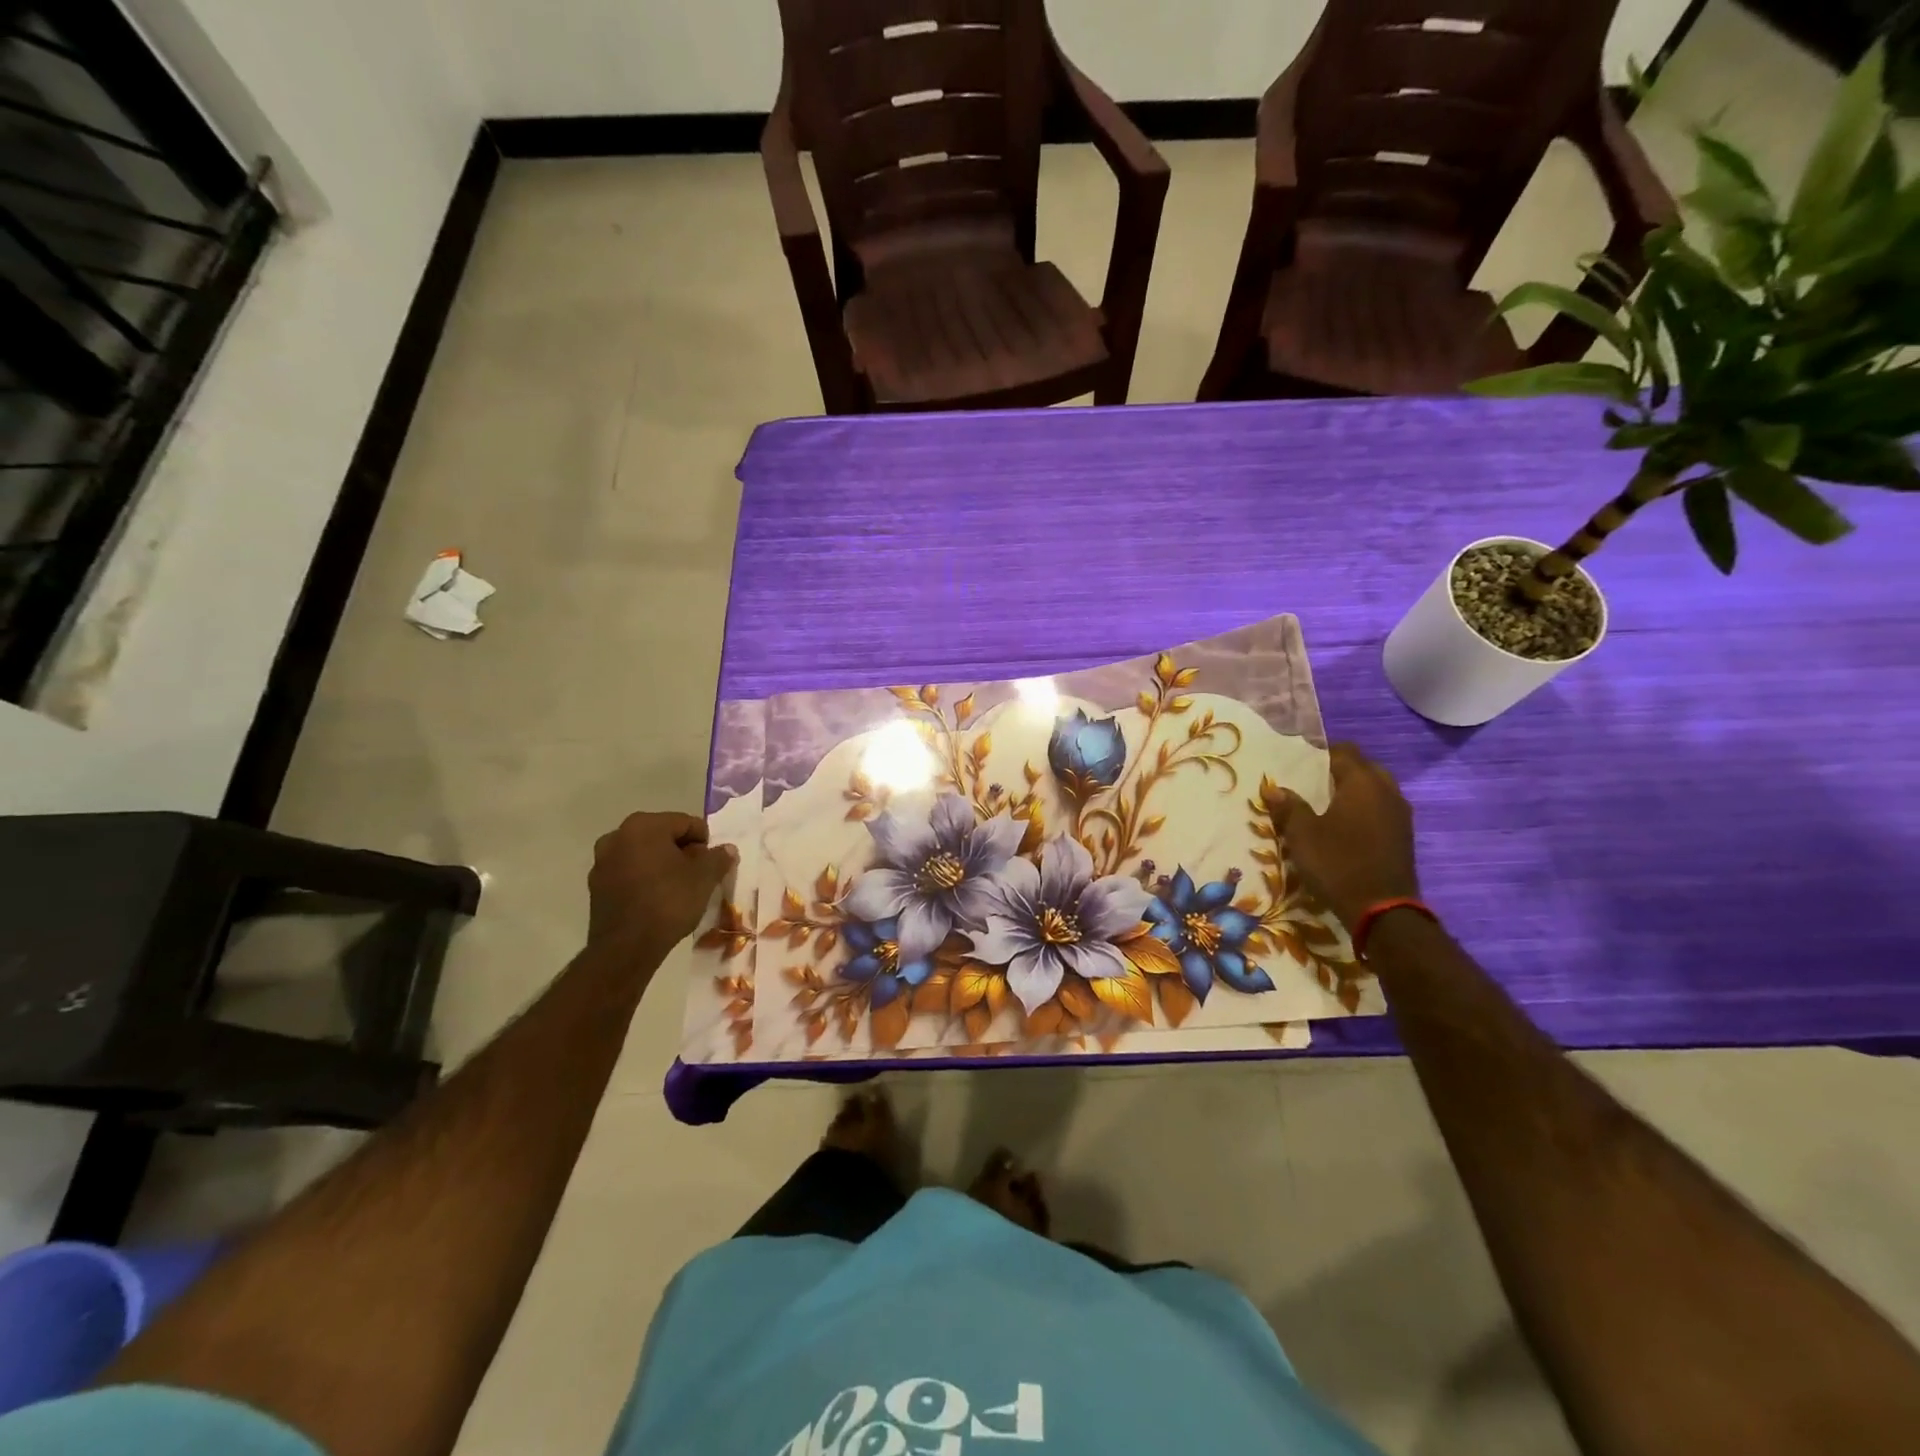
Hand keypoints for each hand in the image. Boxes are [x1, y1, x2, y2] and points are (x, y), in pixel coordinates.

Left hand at [588, 811, 735, 955]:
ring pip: (644, 855)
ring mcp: (602, 861)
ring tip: (679, 888)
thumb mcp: (705, 878)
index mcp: (644, 825)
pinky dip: (645, 880)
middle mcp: (618, 836)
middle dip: (683, 852)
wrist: (626, 948)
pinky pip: (629, 873)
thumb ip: (718, 858)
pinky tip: (658, 899)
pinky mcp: (596, 886)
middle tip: (699, 874)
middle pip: (662, 836)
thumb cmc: (669, 902)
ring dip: (663, 865)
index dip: (705, 841)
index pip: (686, 822)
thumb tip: (726, 849)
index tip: (713, 863)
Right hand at [1263, 743, 1419, 929]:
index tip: (1299, 762)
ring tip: (1326, 805)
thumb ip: (1289, 807)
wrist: (1382, 910)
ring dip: (1354, 791)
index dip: (1321, 753)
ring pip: (1376, 789)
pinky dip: (1364, 810)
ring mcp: (1400, 814)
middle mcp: (1387, 791)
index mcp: (1363, 783)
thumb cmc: (1338, 863)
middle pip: (1364, 767)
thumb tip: (1273, 789)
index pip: (1344, 752)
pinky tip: (1345, 826)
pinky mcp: (1404, 836)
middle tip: (1312, 783)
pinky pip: (1382, 809)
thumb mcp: (1302, 835)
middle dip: (1340, 771)